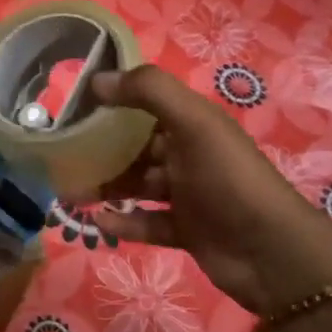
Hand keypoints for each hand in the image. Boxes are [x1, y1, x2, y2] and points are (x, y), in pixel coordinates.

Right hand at [77, 66, 331, 317]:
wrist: (269, 252)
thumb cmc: (227, 178)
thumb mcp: (192, 122)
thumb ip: (147, 92)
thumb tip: (96, 79)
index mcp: (192, 125)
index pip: (146, 106)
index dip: (112, 103)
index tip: (72, 109)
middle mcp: (189, 155)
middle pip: (137, 147)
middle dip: (102, 150)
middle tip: (63, 156)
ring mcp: (188, 195)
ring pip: (137, 185)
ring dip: (106, 187)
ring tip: (71, 193)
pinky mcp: (185, 230)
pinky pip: (146, 222)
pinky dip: (124, 222)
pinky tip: (99, 222)